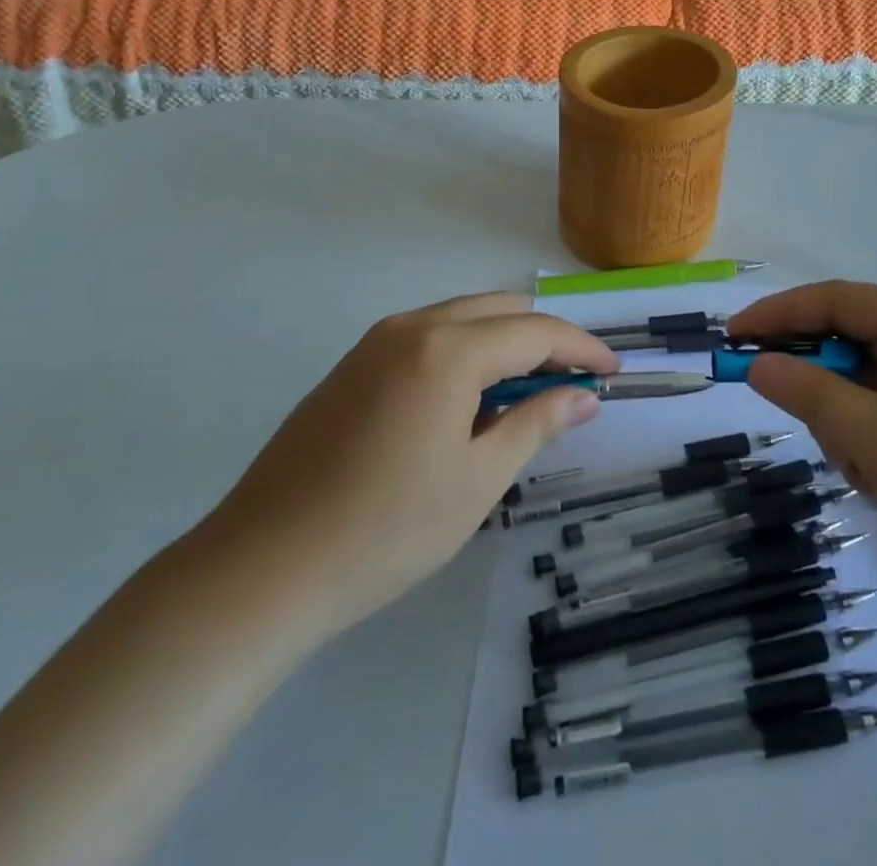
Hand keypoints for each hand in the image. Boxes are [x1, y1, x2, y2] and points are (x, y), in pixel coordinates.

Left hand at [199, 294, 614, 641]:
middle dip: (544, 340)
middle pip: (498, 311)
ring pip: (460, 319)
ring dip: (502, 344)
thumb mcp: (478, 480)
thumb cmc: (387, 529)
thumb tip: (584, 395)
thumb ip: (536, 425)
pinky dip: (463, 353)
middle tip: (574, 383)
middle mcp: (410, 327)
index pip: (534, 332)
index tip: (613, 373)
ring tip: (526, 396)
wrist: (263, 566)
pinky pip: (425, 338)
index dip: (581, 348)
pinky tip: (467, 403)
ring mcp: (374, 343)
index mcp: (446, 349)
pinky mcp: (351, 366)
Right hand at [731, 282, 876, 606]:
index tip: (732, 338)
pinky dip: (875, 437)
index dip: (777, 315)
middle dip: (822, 386)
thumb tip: (758, 364)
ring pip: (869, 380)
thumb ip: (810, 395)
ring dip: (851, 422)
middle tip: (809, 429)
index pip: (835, 300)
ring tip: (869, 474)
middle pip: (852, 341)